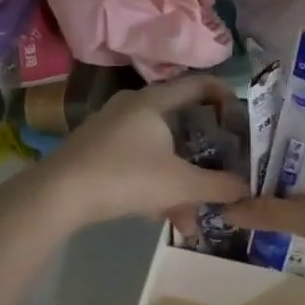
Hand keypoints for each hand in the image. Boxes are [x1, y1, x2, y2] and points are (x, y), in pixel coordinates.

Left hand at [38, 77, 250, 229]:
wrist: (58, 194)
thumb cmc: (126, 176)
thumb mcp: (180, 184)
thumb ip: (218, 186)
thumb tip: (246, 188)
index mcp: (154, 101)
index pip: (198, 85)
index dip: (225, 95)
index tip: (243, 116)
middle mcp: (132, 106)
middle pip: (180, 123)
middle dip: (203, 155)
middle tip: (222, 171)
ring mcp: (111, 128)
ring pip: (158, 150)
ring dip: (178, 183)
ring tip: (188, 220)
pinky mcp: (96, 151)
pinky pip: (137, 162)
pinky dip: (153, 184)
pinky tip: (160, 217)